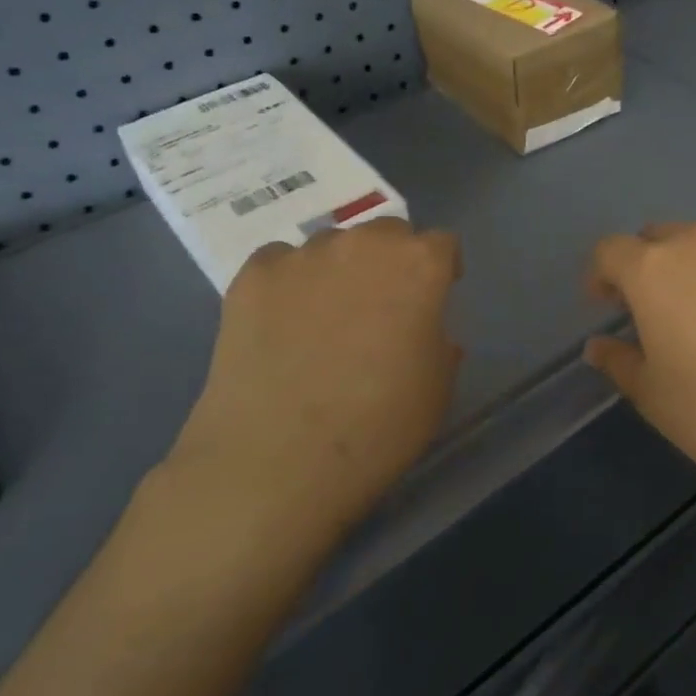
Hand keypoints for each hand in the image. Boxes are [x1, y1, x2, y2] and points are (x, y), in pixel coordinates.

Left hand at [160, 219, 462, 561]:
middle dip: (390, 260)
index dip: (442, 269)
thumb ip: (438, 342)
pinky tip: (281, 322)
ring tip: (324, 317)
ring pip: (332, 245)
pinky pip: (280, 263)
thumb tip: (424, 330)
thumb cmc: (379, 427)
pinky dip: (287, 282)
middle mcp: (364, 244)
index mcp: (420, 265)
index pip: (442, 244)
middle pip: (386, 233)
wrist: (278, 462)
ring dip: (339, 269)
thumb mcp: (437, 388)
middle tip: (380, 305)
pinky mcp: (252, 276)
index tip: (435, 295)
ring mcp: (304, 256)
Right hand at [583, 222, 695, 513]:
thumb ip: (619, 363)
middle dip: (647, 267)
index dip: (601, 275)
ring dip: (694, 269)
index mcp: (656, 270)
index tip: (606, 306)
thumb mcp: (657, 400)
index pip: (611, 250)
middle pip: (659, 238)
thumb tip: (598, 346)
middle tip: (654, 312)